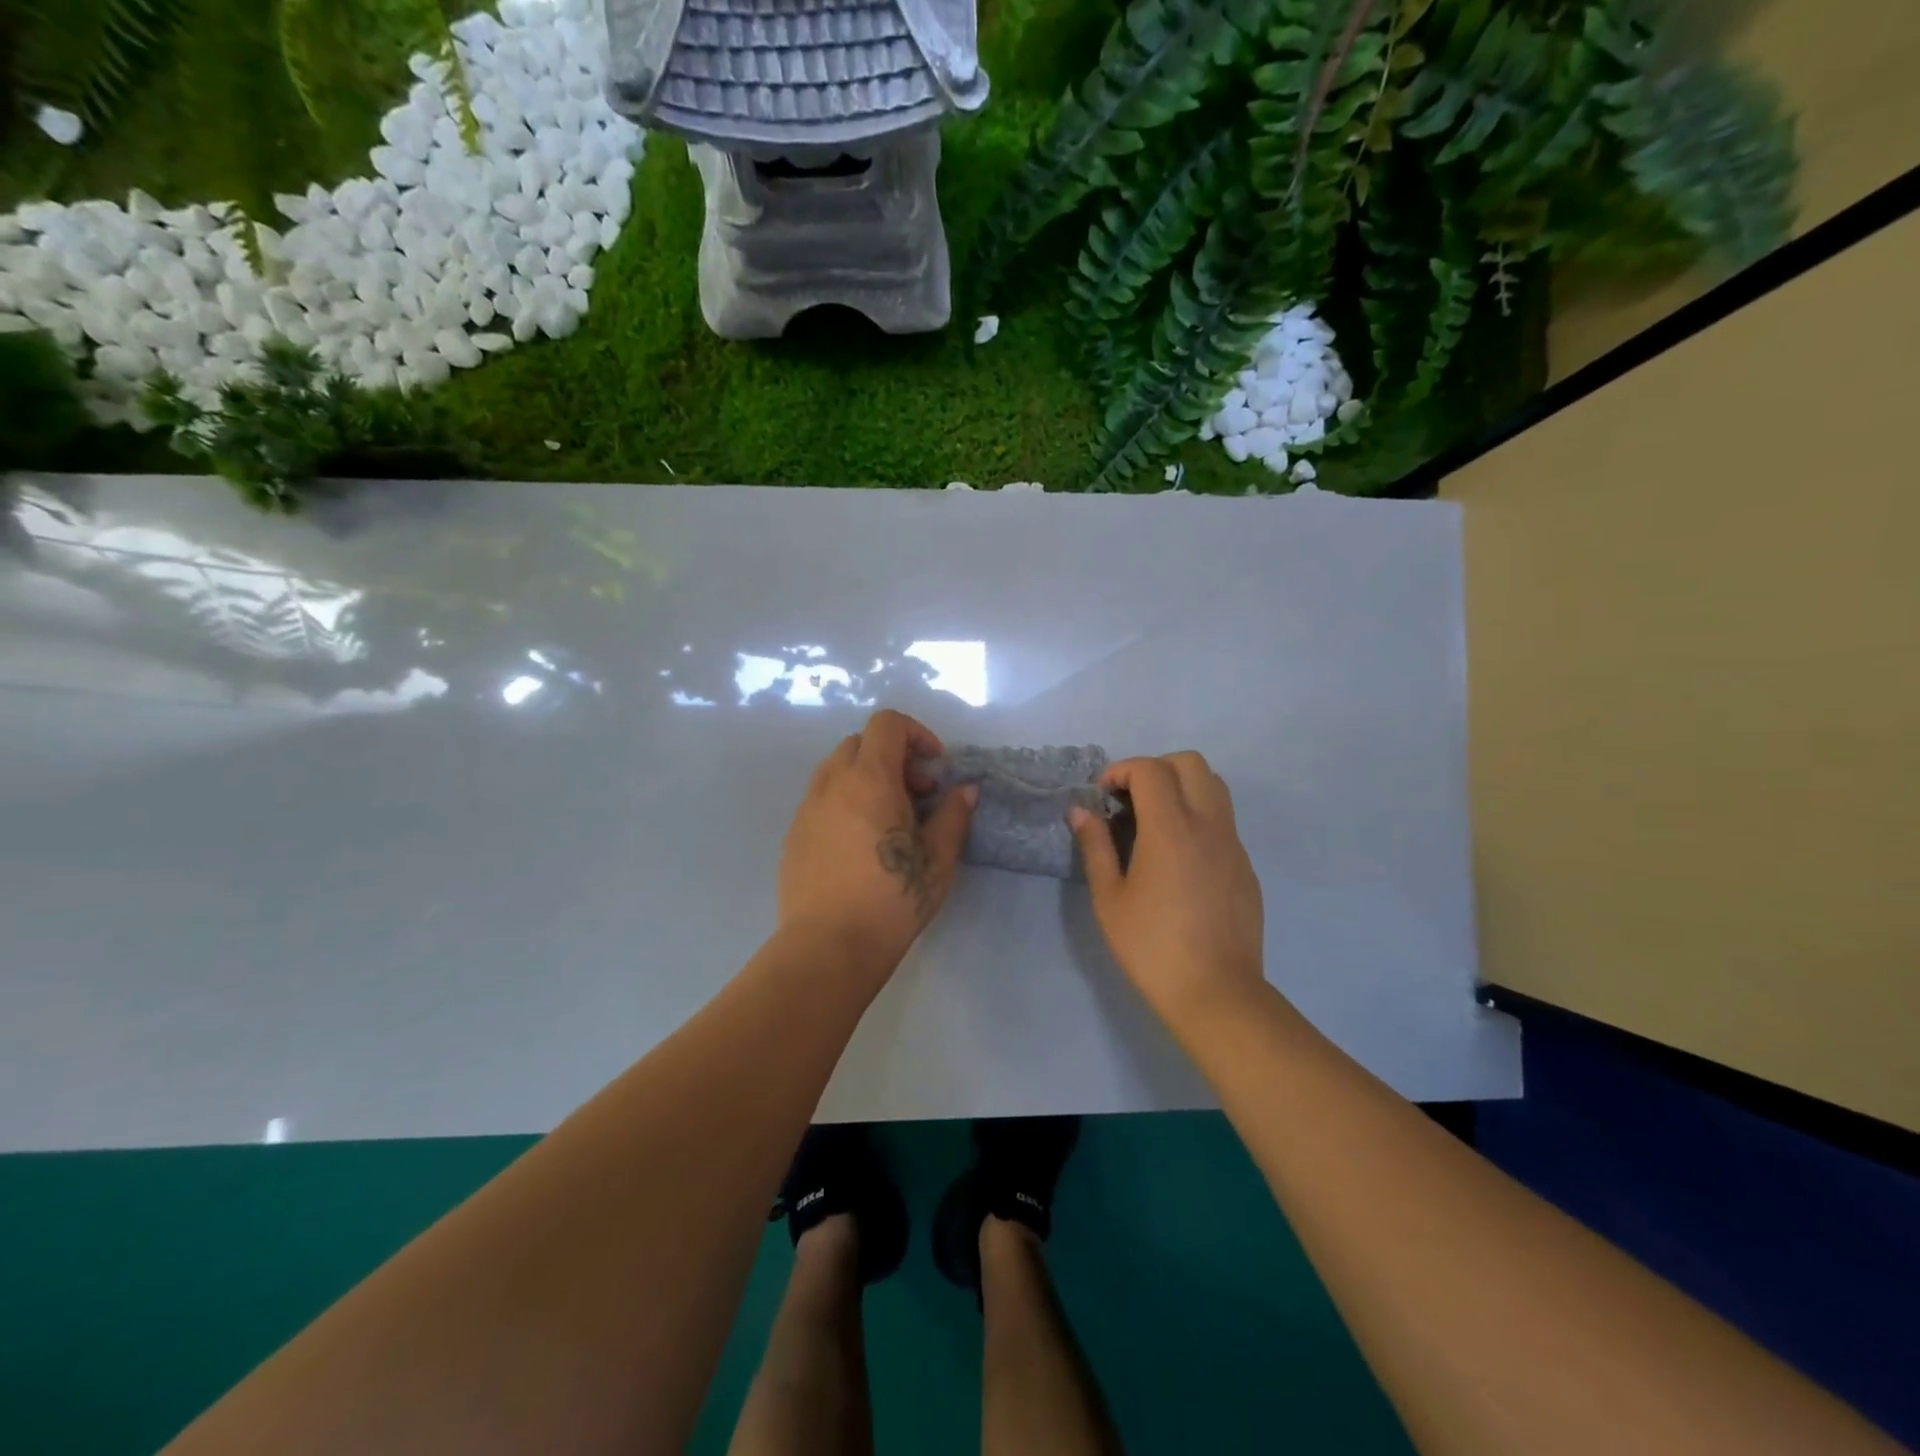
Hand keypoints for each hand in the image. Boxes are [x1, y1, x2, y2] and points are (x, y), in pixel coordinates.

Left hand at [778, 710, 975, 979]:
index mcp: (869, 779)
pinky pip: (822, 800)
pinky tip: (861, 845)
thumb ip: (954, 816)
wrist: (828, 947)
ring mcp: (807, 809)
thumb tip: (965, 791)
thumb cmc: (891, 900)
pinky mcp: (793, 836)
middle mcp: (832, 784)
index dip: (917, 734)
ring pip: (837, 770)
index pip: (887, 724)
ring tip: (889, 821)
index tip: (935, 769)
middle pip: (861, 743)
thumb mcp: (938, 860)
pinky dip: (845, 802)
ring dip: (867, 778)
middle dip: (893, 757)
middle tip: (916, 795)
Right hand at [1070, 752, 1266, 1029]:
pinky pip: (1223, 820)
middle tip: (1129, 800)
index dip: (1120, 771)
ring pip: (1214, 786)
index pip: (1150, 770)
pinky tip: (1178, 857)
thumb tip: (1081, 811)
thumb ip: (1095, 846)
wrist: (1216, 992)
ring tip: (1154, 821)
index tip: (1102, 796)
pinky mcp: (1245, 865)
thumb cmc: (1152, 946)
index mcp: (1171, 829)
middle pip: (1190, 763)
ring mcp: (1233, 843)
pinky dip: (1198, 816)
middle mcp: (1208, 825)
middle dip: (1154, 768)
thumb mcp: (1110, 898)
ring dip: (1181, 786)